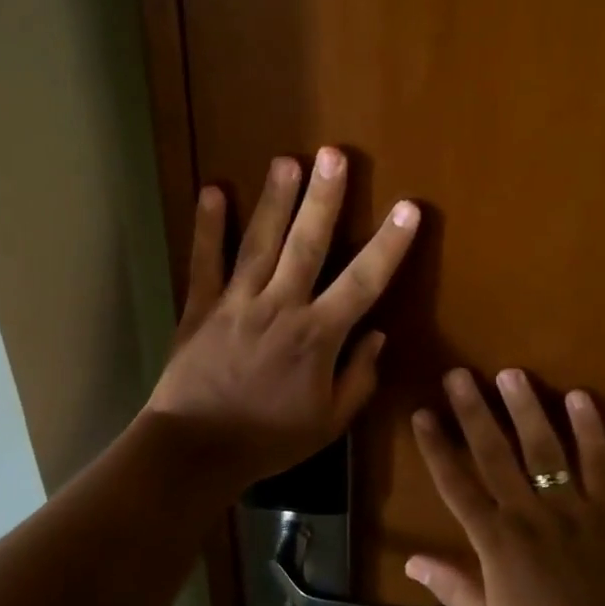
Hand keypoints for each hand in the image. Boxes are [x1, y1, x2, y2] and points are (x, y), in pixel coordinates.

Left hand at [146, 148, 420, 485]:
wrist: (196, 450)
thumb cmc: (269, 439)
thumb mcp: (328, 422)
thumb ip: (358, 378)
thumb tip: (378, 335)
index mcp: (317, 336)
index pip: (363, 282)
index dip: (388, 245)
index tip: (408, 208)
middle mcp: (281, 307)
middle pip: (307, 245)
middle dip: (324, 199)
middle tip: (335, 155)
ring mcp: (237, 302)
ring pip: (259, 242)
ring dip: (275, 200)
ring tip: (287, 160)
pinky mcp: (201, 306)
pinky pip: (205, 261)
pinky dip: (207, 227)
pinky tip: (210, 190)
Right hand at [407, 369, 604, 605]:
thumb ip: (452, 588)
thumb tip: (411, 560)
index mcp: (495, 542)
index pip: (456, 484)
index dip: (436, 447)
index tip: (422, 413)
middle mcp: (527, 513)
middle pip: (494, 454)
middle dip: (473, 412)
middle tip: (459, 374)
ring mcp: (570, 507)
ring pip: (542, 449)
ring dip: (525, 409)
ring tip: (511, 373)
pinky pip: (599, 462)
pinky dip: (590, 430)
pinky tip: (579, 396)